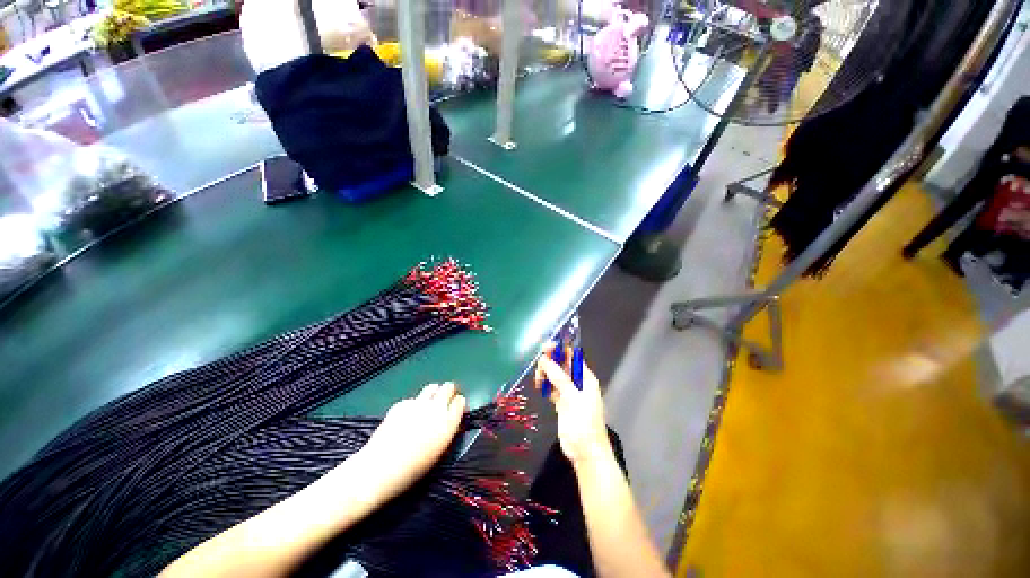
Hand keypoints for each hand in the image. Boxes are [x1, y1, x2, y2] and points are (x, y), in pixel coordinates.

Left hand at [348, 382, 465, 506]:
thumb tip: (448, 421)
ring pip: (432, 387)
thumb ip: (447, 430)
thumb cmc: (413, 469)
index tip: (455, 407)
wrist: (381, 468)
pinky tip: (406, 417)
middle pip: (448, 387)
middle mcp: (436, 409)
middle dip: (448, 391)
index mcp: (448, 423)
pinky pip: (413, 399)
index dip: (458, 403)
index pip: (460, 401)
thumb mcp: (439, 451)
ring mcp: (418, 404)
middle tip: (444, 399)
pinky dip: (412, 404)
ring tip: (427, 403)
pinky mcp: (402, 403)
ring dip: (433, 393)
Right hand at [534, 343, 611, 466]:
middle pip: (562, 365)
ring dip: (546, 374)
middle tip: (538, 363)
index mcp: (586, 378)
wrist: (585, 452)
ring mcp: (569, 392)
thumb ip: (558, 377)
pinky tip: (539, 387)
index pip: (573, 357)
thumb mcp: (572, 396)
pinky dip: (546, 385)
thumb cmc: (584, 422)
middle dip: (551, 361)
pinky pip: (552, 388)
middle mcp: (578, 382)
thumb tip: (544, 359)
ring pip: (555, 376)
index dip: (561, 349)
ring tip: (538, 380)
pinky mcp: (562, 403)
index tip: (547, 345)